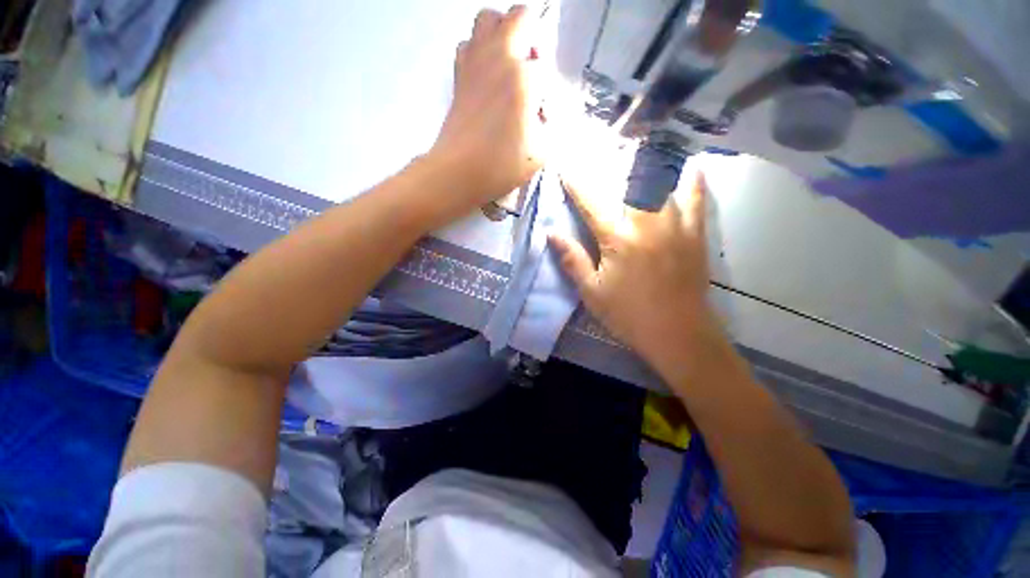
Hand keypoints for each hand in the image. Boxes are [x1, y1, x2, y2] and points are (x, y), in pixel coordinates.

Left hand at [431, 5, 543, 205]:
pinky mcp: (459, 76)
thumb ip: (552, 125)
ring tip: (509, 65)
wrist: (459, 172)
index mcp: (524, 77)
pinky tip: (487, 76)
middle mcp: (499, 58)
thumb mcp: (542, 152)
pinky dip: (479, 50)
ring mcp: (475, 63)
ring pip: (487, 19)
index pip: (546, 65)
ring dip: (503, 33)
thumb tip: (543, 109)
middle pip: (520, 16)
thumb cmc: (502, 165)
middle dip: (533, 35)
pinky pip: (468, 44)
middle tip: (532, 67)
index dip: (548, 89)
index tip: (542, 113)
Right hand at [549, 172, 719, 358]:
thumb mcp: (592, 292)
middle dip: (611, 163)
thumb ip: (572, 260)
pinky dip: (693, 181)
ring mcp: (676, 225)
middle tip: (601, 154)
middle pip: (628, 181)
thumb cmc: (629, 315)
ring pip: (662, 183)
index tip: (564, 166)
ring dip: (647, 164)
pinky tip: (690, 168)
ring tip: (638, 151)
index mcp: (618, 238)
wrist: (678, 334)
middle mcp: (647, 222)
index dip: (575, 182)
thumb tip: (551, 233)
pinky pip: (697, 199)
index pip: (591, 201)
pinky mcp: (696, 234)